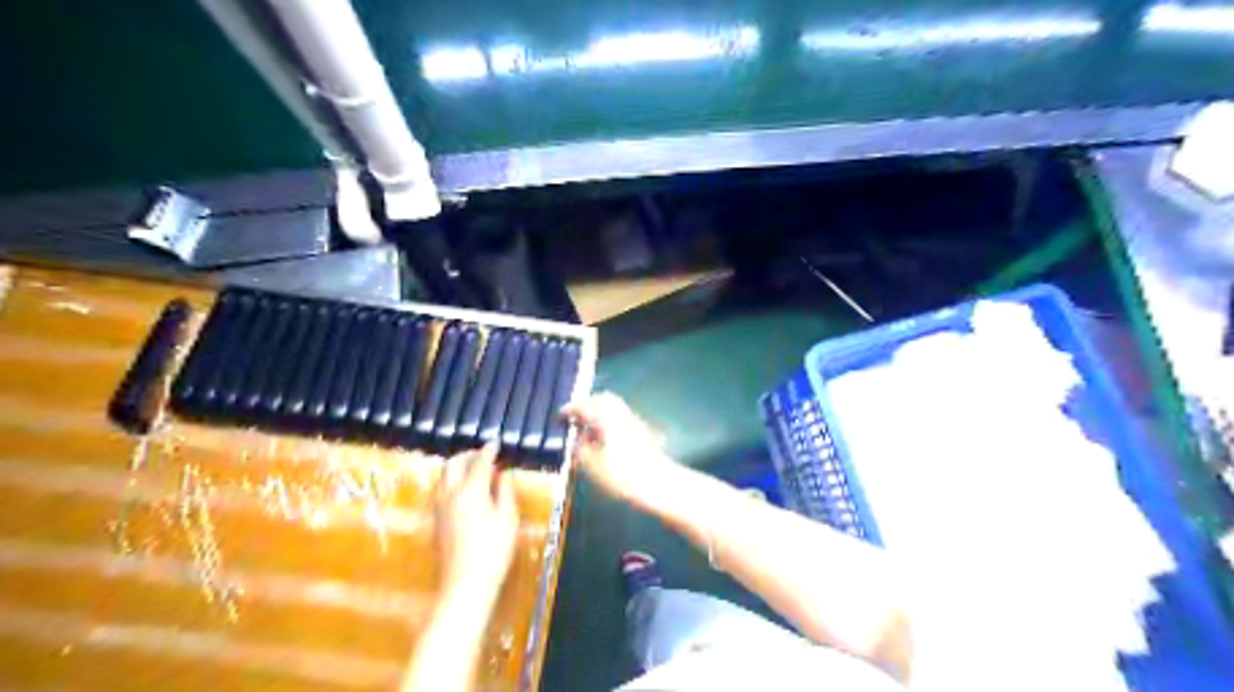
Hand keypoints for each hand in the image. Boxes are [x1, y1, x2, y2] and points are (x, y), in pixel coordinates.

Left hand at [433, 445, 520, 603]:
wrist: (465, 585)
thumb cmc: (493, 552)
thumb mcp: (508, 520)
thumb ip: (505, 492)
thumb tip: (502, 475)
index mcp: (471, 491)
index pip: (479, 462)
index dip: (489, 450)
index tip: (496, 442)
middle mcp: (451, 495)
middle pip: (453, 464)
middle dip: (468, 455)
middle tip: (484, 455)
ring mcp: (440, 508)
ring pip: (444, 476)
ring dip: (458, 467)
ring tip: (475, 469)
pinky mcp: (436, 520)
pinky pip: (442, 490)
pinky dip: (453, 481)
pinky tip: (465, 490)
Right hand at [564, 395, 672, 501]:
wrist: (659, 483)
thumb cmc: (622, 475)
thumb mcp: (592, 466)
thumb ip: (580, 450)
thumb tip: (575, 441)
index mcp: (606, 417)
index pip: (584, 405)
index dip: (570, 409)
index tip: (561, 416)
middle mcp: (620, 413)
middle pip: (602, 399)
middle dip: (587, 406)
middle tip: (575, 419)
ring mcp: (634, 421)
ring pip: (614, 407)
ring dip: (599, 413)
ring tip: (588, 431)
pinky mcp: (642, 431)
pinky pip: (621, 418)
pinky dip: (609, 421)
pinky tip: (605, 439)